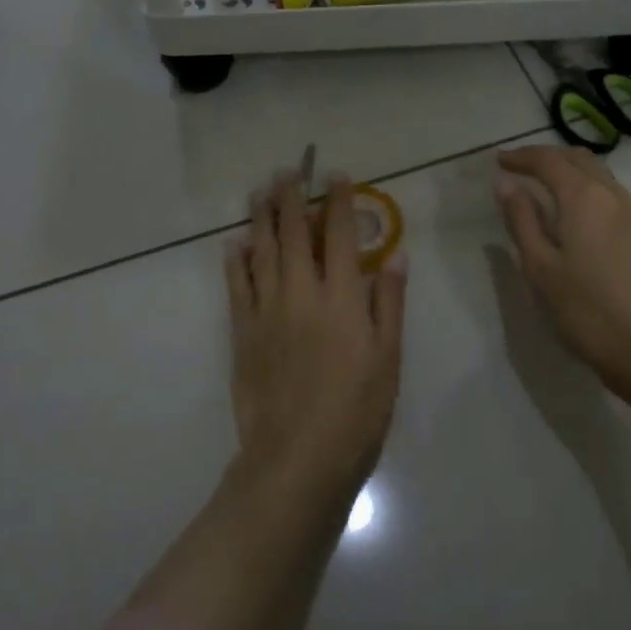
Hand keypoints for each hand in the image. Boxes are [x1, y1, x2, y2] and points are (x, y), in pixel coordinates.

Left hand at [227, 172, 408, 500]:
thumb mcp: (389, 358)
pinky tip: (236, 244)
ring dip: (262, 218)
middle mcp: (302, 293)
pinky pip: (237, 286)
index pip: (340, 234)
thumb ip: (389, 303)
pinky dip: (237, 260)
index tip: (336, 176)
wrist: (298, 458)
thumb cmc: (356, 411)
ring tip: (260, 191)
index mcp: (342, 297)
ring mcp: (267, 311)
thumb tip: (394, 256)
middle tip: (288, 171)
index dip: (338, 201)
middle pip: (295, 233)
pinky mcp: (243, 333)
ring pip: (263, 251)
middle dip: (292, 197)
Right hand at [494, 145, 630, 405]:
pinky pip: (619, 201)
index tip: (500, 161)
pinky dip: (595, 196)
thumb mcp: (541, 269)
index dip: (522, 156)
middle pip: (581, 161)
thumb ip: (523, 221)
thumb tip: (506, 183)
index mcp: (585, 199)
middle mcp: (617, 197)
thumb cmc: (588, 312)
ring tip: (552, 192)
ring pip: (604, 179)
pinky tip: (586, 222)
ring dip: (575, 175)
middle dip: (550, 158)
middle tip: (524, 169)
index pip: (550, 161)